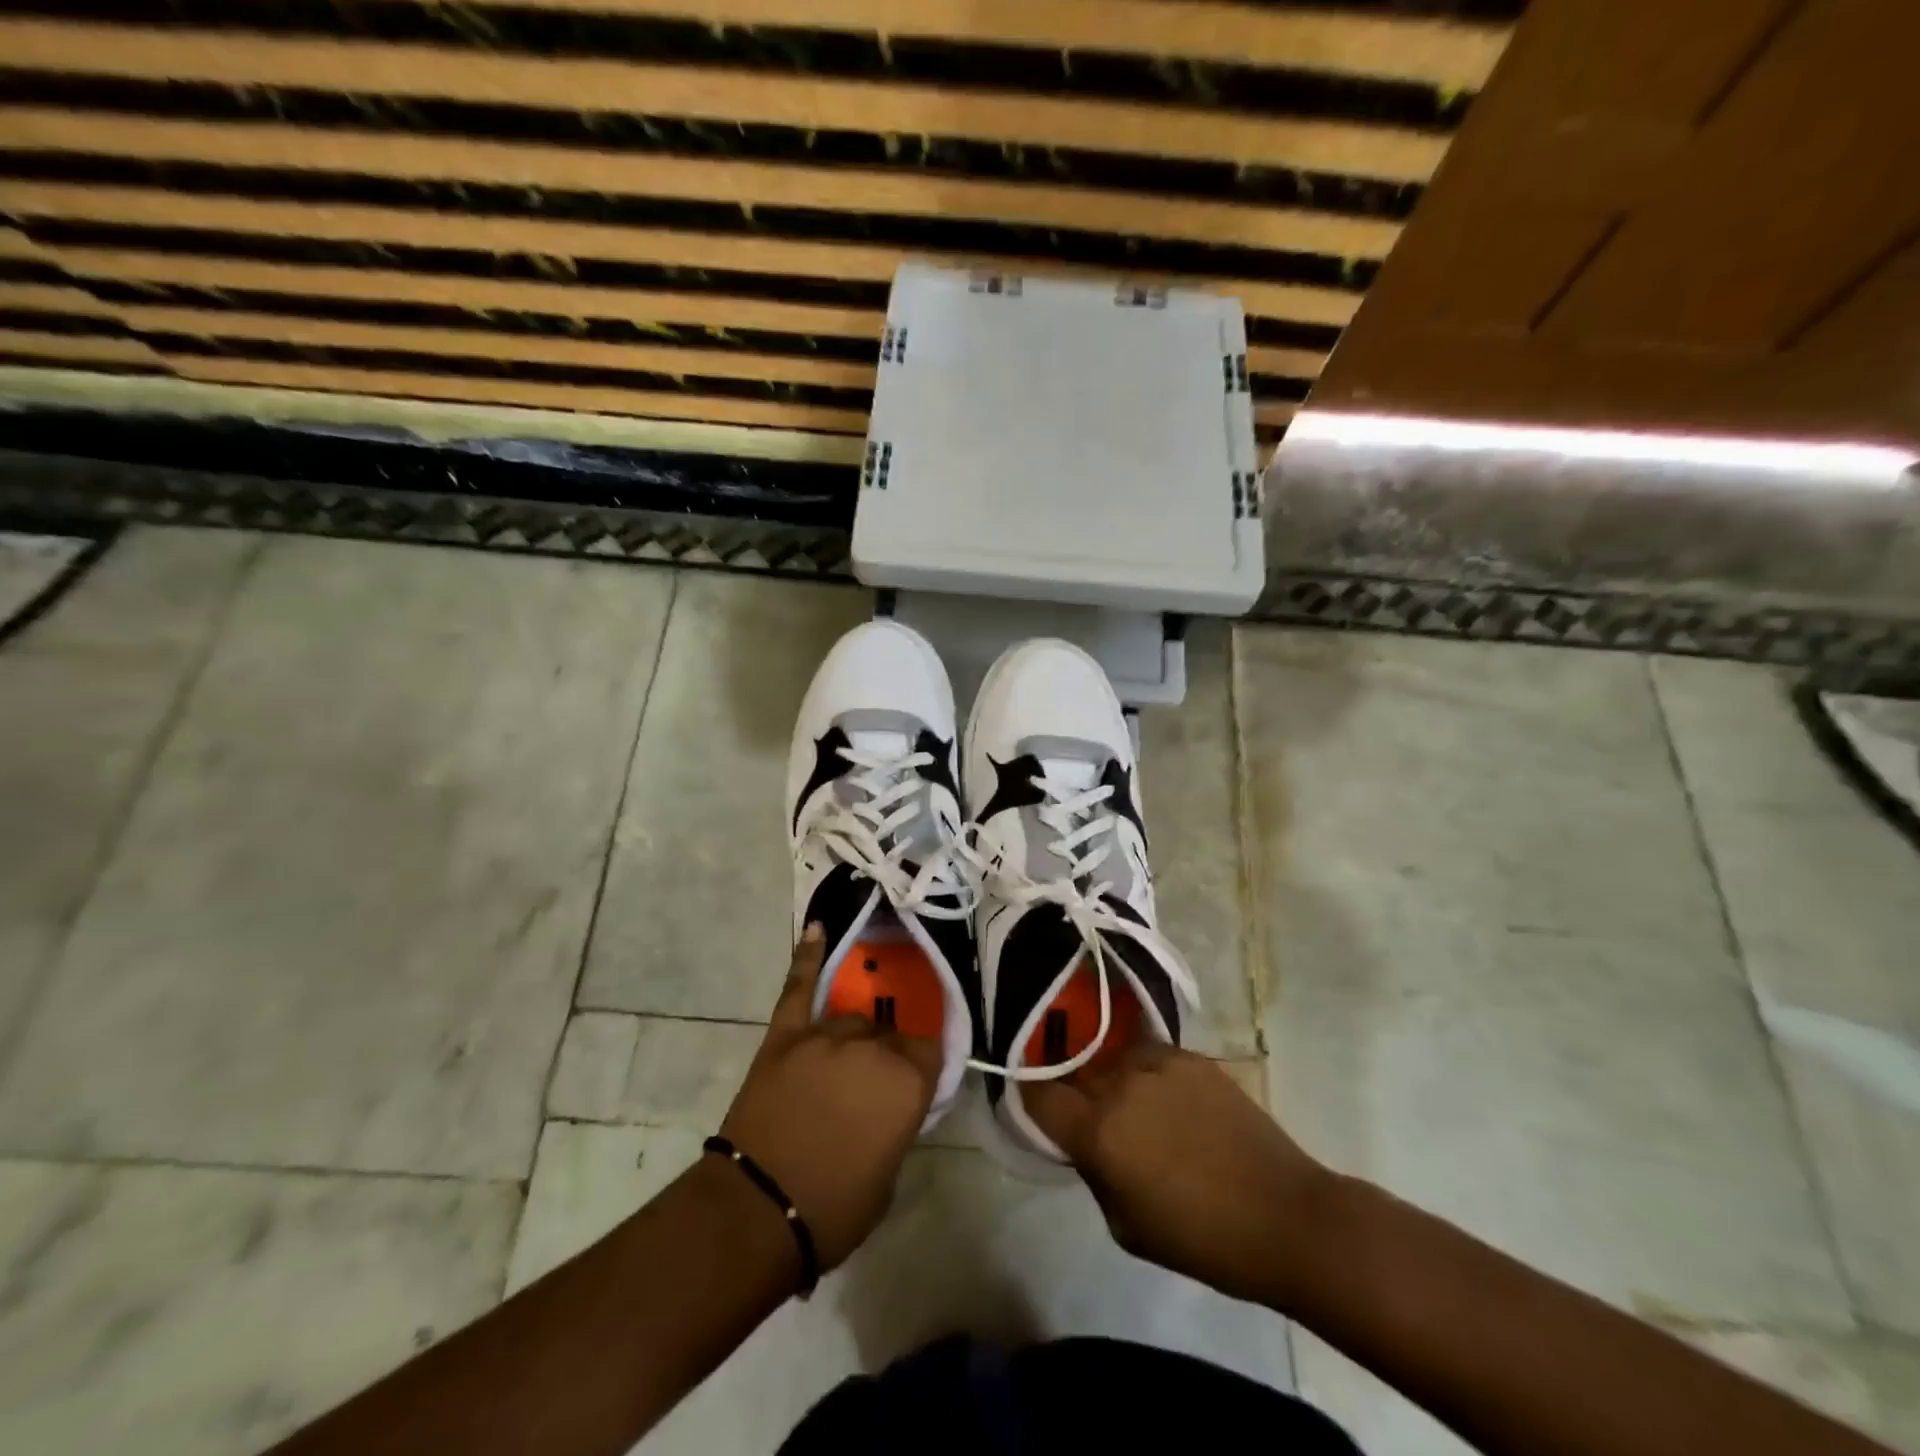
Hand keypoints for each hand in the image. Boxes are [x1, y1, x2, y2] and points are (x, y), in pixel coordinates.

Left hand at [717, 924, 941, 1270]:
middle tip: (874, 1085)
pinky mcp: (785, 1035)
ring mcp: (825, 1035)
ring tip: (846, 1059)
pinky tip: (817, 927)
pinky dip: (807, 957)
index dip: (924, 1065)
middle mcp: (872, 1047)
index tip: (918, 1079)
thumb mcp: (889, 1173)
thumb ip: (897, 1121)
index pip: (932, 1049)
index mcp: (907, 1081)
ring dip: (854, 1037)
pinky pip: (800, 987)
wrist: (756, 1212)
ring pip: (852, 1018)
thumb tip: (891, 1102)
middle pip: (891, 1032)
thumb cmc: (834, 1209)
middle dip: (888, 1053)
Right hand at [1025, 1044, 1332, 1307]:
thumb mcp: (1126, 1227)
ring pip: (1112, 1059)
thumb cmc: (1203, 1239)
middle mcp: (1121, 1084)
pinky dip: (1147, 1073)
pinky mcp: (1192, 1057)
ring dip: (1111, 1080)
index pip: (1039, 1094)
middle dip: (1075, 1092)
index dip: (1031, 1100)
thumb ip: (1095, 1174)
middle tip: (1091, 1117)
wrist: (1286, 1215)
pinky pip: (1150, 1055)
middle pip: (1074, 1072)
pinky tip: (1169, 1100)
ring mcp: (1159, 1063)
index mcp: (1099, 1131)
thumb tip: (1087, 1144)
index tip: (1038, 1109)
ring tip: (1135, 1107)